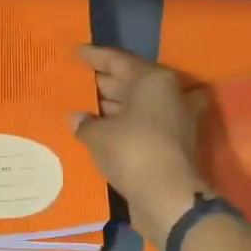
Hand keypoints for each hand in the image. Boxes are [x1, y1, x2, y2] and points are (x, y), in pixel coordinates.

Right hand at [73, 45, 210, 249]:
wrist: (168, 198)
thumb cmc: (132, 152)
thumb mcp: (98, 135)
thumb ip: (84, 123)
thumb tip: (76, 117)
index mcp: (153, 80)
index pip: (118, 60)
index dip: (94, 56)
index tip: (76, 52)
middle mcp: (168, 94)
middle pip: (131, 81)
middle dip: (103, 82)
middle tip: (77, 80)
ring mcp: (175, 119)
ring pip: (138, 105)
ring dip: (113, 107)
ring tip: (83, 107)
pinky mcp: (173, 143)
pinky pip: (142, 125)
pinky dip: (123, 126)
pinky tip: (100, 131)